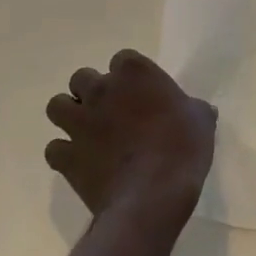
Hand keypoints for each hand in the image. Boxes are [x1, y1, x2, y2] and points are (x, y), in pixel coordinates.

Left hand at [45, 50, 216, 231]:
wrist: (153, 195)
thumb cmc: (182, 148)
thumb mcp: (201, 121)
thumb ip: (194, 109)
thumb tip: (198, 111)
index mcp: (134, 72)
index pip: (122, 59)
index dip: (128, 76)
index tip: (139, 93)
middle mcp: (101, 89)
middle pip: (82, 78)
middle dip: (91, 92)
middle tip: (109, 112)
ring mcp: (79, 122)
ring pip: (57, 106)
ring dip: (69, 115)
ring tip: (86, 132)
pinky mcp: (67, 156)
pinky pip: (54, 149)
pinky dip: (63, 154)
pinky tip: (79, 163)